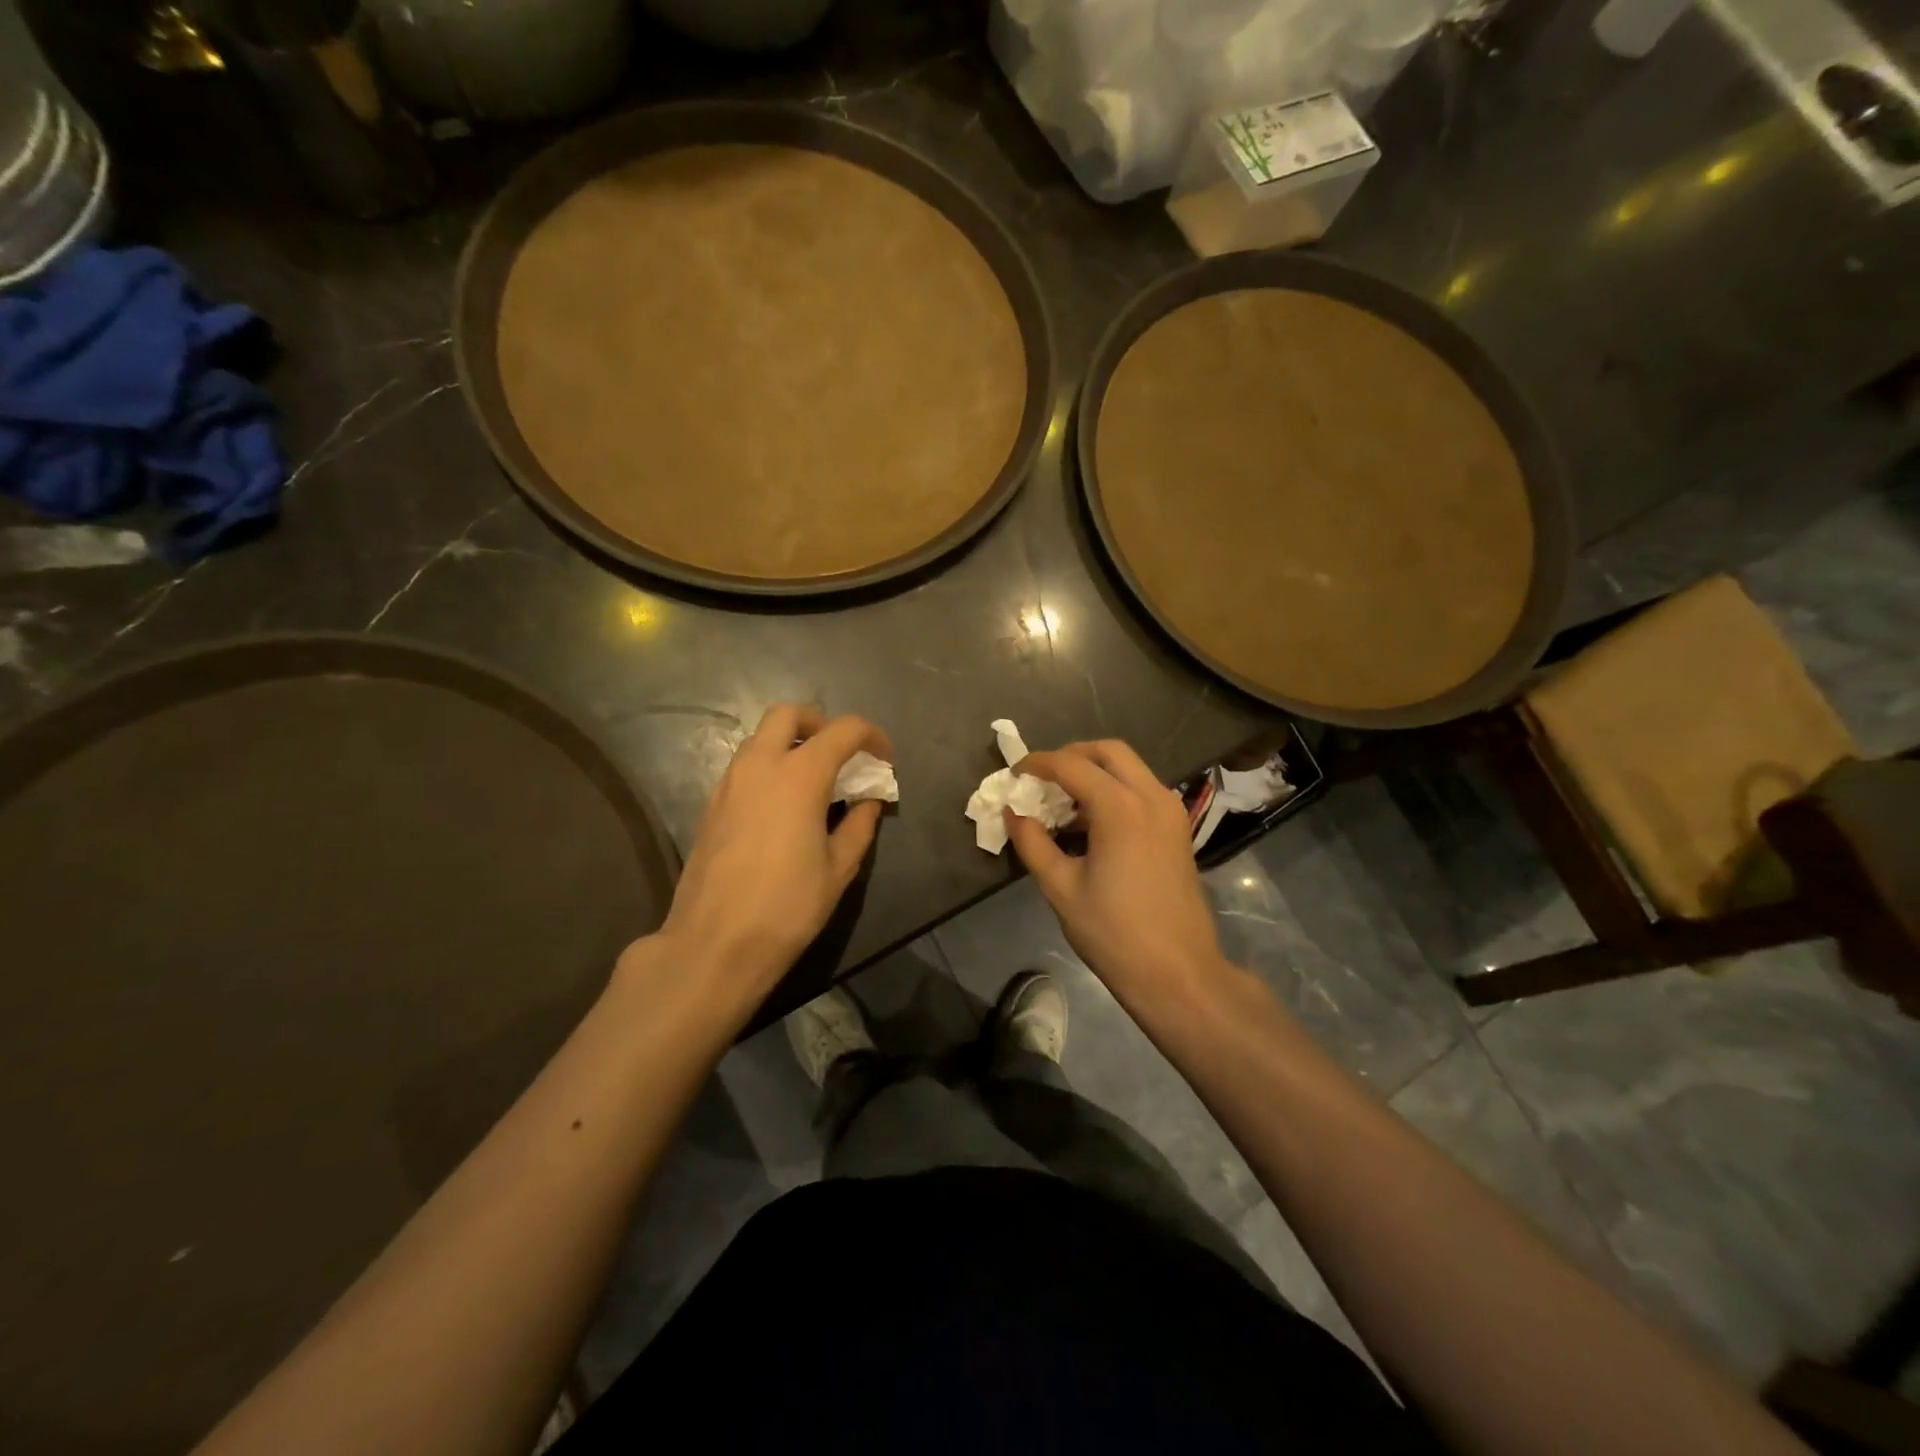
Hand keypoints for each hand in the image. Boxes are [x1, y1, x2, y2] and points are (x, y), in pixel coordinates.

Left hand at [643, 704, 890, 1000]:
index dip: (872, 737)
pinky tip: (784, 806)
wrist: (714, 944)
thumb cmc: (787, 906)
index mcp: (799, 774)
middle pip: (789, 714)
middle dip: (822, 723)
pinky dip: (770, 766)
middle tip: (842, 755)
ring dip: (792, 743)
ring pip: (761, 737)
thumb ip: (859, 824)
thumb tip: (868, 800)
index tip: (884, 760)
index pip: (843, 730)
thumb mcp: (838, 868)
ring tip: (815, 781)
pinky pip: (745, 765)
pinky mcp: (711, 804)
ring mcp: (729, 782)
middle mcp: (760, 765)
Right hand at [1006, 740, 1225, 998]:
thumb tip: (1013, 813)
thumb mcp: (1061, 888)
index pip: (1071, 765)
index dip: (1038, 764)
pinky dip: (1114, 789)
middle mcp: (1151, 797)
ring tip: (1062, 802)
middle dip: (1071, 756)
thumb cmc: (1113, 933)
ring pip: (1129, 767)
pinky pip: (1142, 789)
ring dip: (1094, 772)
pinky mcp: (1178, 829)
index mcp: (1120, 807)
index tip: (1014, 775)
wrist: (1177, 973)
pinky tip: (1091, 822)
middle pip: (1108, 751)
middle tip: (1042, 779)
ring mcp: (1170, 811)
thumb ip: (1033, 842)